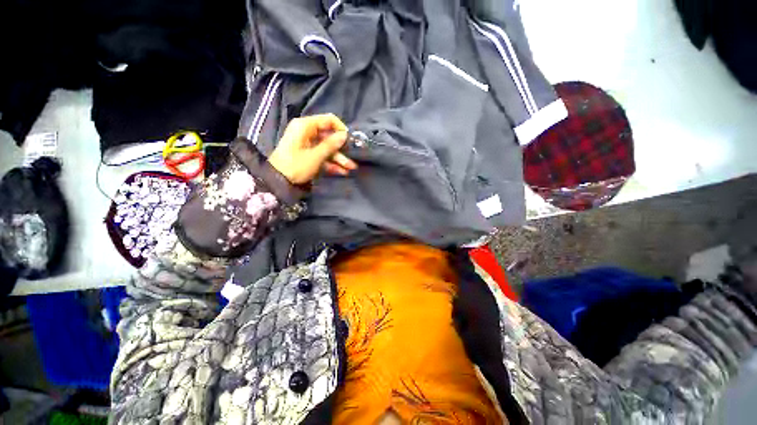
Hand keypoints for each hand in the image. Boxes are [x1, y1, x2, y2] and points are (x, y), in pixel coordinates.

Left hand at [267, 114, 357, 184]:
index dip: (340, 129)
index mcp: (305, 126)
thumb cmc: (296, 165)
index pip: (328, 120)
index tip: (349, 140)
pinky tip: (342, 172)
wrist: (278, 182)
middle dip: (342, 150)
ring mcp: (307, 144)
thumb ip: (331, 145)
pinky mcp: (308, 155)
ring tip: (351, 169)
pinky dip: (331, 163)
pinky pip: (322, 156)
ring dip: (339, 159)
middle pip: (329, 137)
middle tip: (353, 158)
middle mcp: (307, 132)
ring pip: (327, 148)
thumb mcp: (315, 156)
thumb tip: (344, 135)